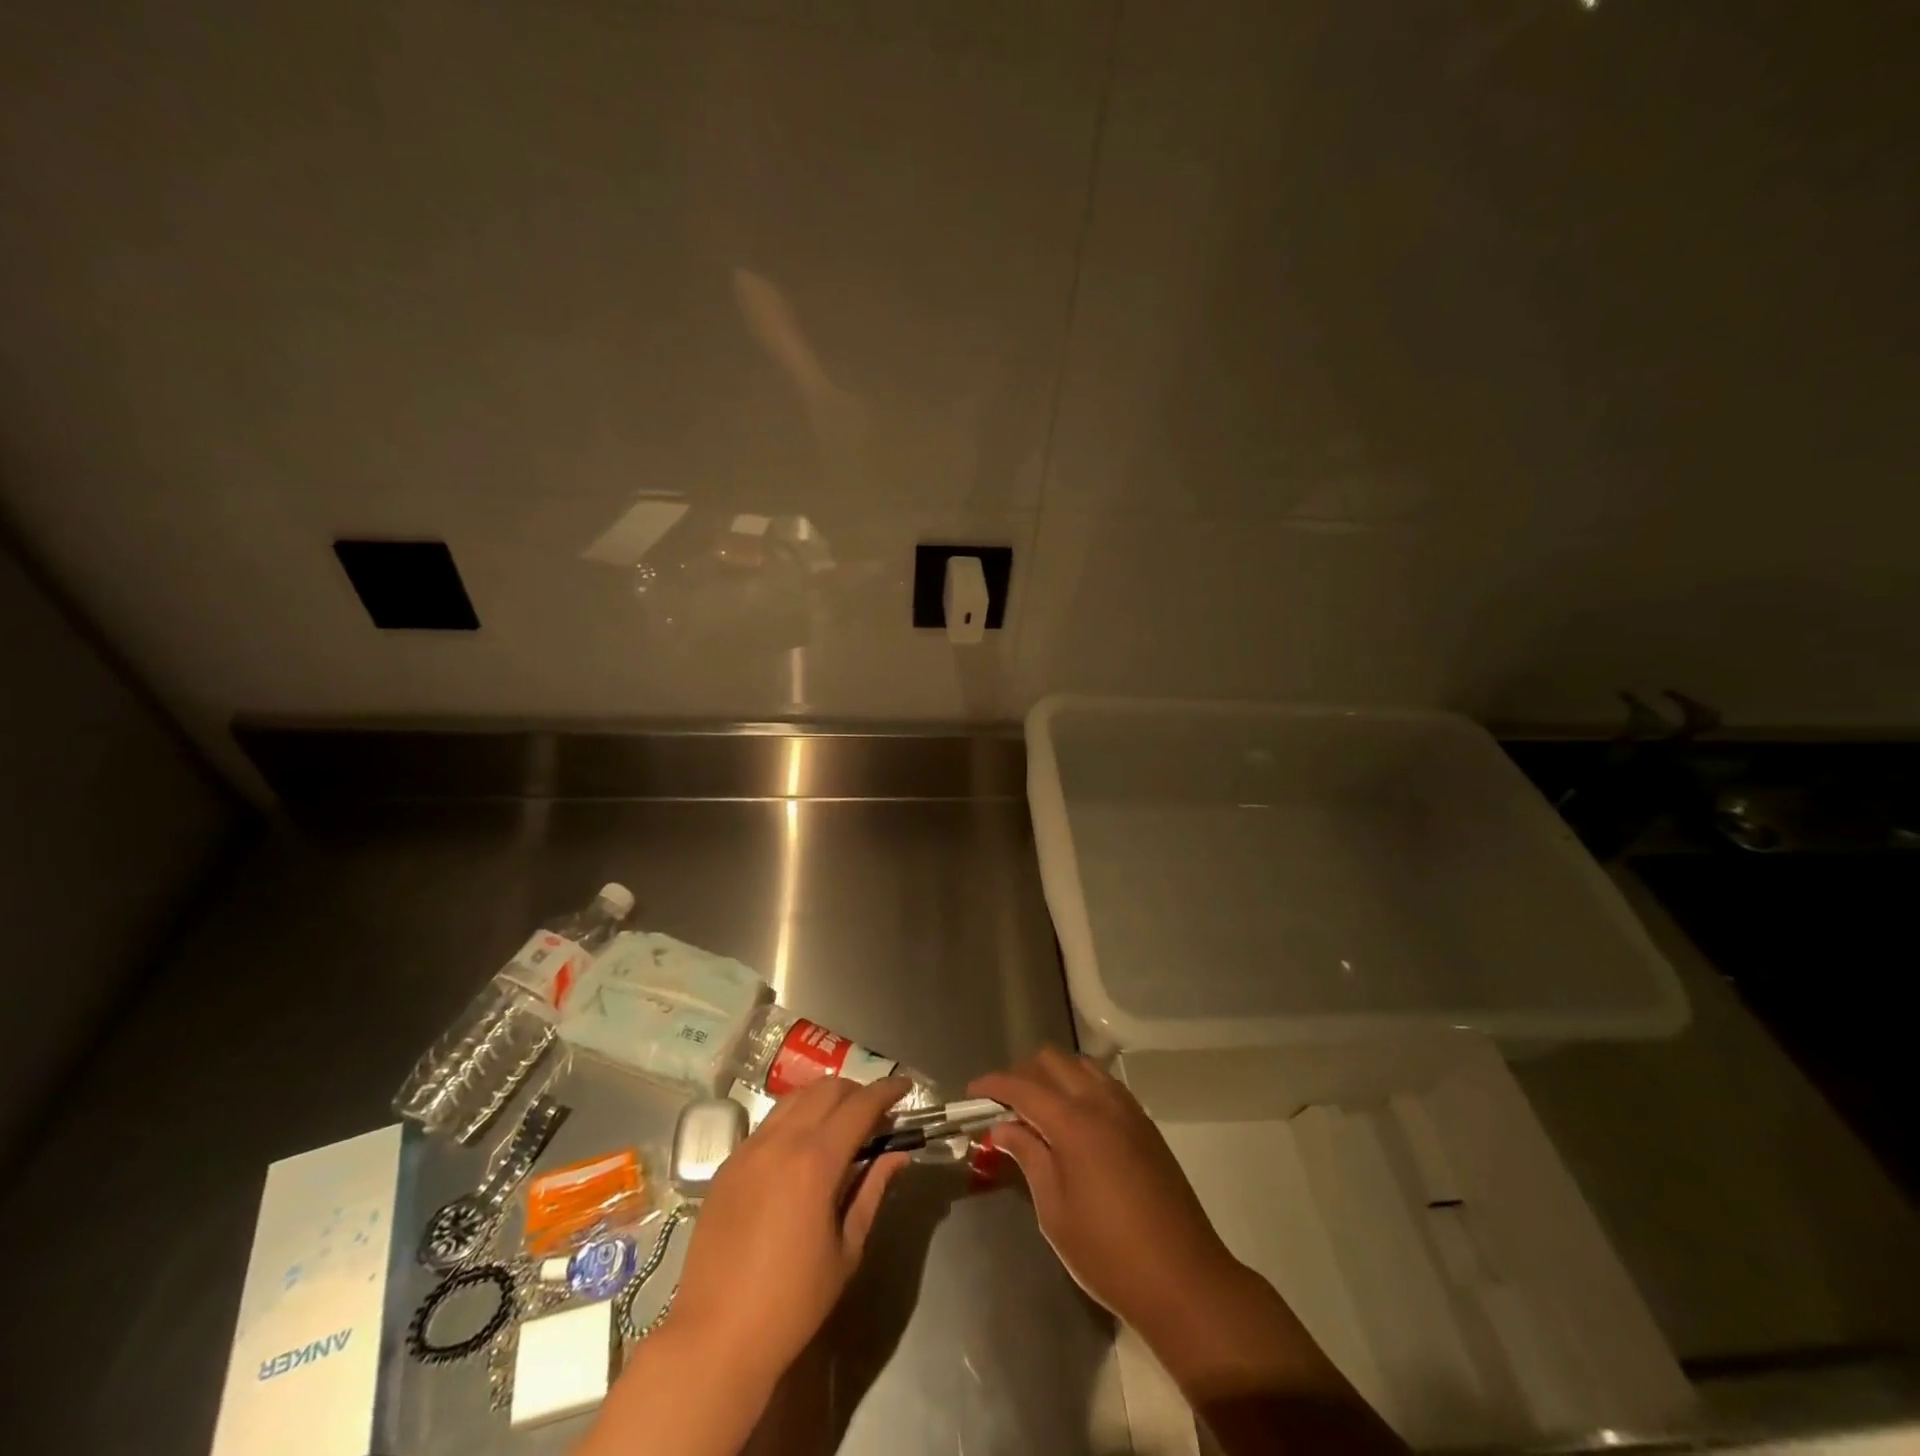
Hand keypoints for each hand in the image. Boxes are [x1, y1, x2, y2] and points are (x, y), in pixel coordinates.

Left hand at [667, 1076, 909, 1384]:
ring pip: (795, 1098)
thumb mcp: (846, 1250)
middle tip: (876, 1112)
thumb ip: (872, 1191)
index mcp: (815, 1162)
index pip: (860, 1105)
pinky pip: (769, 1123)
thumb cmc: (791, 1303)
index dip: (886, 1091)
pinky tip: (802, 1149)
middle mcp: (780, 1141)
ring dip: (824, 1099)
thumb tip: (898, 1154)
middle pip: (826, 1089)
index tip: (905, 1087)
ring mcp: (749, 1149)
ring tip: (841, 1123)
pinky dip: (795, 1119)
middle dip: (857, 1090)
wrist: (714, 1338)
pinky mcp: (727, 1164)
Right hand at [969, 1048, 1240, 1340]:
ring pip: (1080, 1065)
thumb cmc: (1108, 1254)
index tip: (971, 1092)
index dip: (993, 1084)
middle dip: (1021, 1074)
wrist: (1184, 1278)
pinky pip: (1104, 1083)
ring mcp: (1127, 1109)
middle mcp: (1101, 1102)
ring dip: (1053, 1076)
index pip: (1022, 1086)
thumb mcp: (1054, 1211)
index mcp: (1074, 1122)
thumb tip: (1003, 1128)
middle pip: (1052, 1061)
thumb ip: (1029, 1157)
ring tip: (1036, 1110)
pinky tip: (1073, 1120)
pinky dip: (1079, 1086)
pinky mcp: (1144, 1123)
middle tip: (1002, 1105)